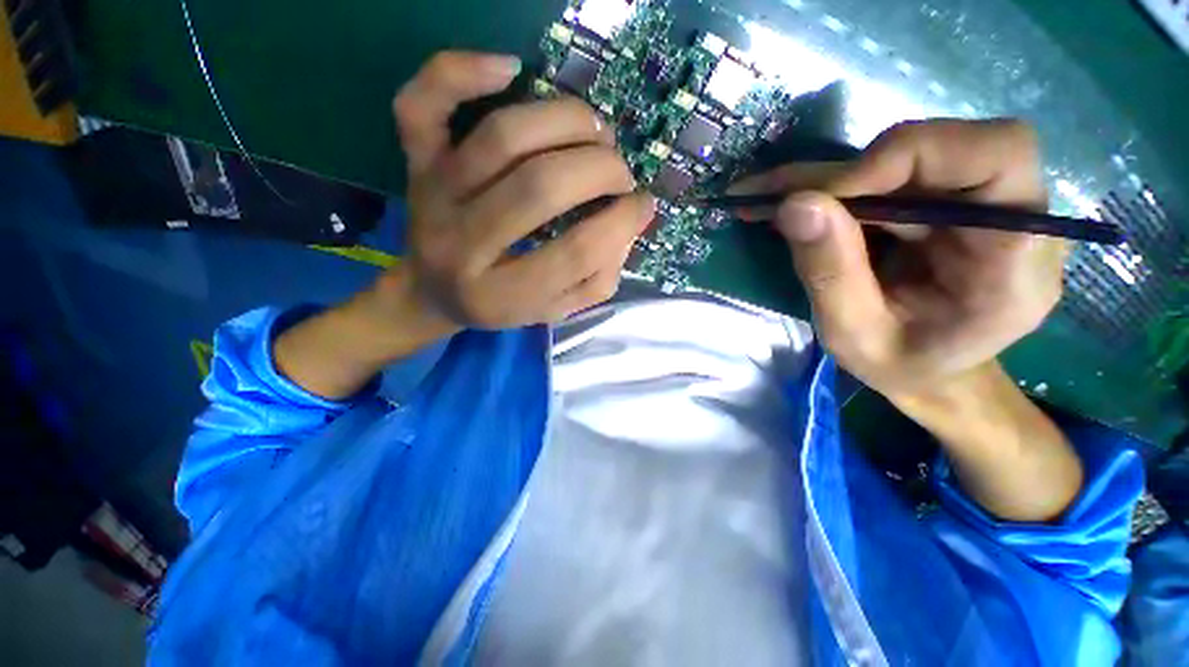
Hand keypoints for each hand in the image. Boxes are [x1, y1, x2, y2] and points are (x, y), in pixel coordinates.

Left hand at [273, 51, 653, 400]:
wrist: (432, 291)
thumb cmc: (501, 303)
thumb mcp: (556, 310)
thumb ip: (597, 278)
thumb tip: (630, 222)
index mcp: (500, 295)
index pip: (575, 253)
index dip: (621, 223)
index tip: (643, 205)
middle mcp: (462, 244)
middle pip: (541, 186)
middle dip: (600, 170)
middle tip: (620, 173)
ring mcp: (433, 195)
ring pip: (503, 136)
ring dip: (566, 121)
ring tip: (596, 132)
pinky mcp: (416, 161)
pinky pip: (422, 102)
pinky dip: (462, 70)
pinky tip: (509, 68)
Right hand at [735, 119, 1065, 401]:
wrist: (930, 370)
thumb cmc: (901, 366)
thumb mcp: (855, 336)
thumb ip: (830, 273)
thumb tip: (794, 203)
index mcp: (1015, 262)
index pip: (996, 157)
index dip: (908, 156)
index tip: (828, 196)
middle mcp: (1009, 215)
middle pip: (939, 147)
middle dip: (846, 172)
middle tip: (774, 198)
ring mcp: (971, 203)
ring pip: (900, 157)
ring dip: (825, 178)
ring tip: (762, 199)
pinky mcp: (937, 201)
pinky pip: (883, 175)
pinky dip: (827, 187)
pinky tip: (787, 205)